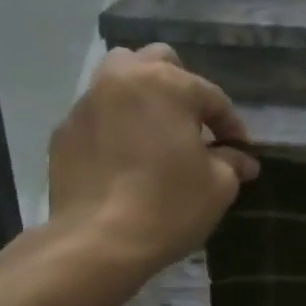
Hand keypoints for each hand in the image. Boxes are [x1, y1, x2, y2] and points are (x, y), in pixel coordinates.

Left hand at [47, 44, 258, 272]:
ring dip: (142, 98)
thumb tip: (242, 160)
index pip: (212, 97)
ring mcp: (87, 104)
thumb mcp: (218, 187)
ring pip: (119, 81)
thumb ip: (232, 163)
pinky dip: (114, 126)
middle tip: (192, 124)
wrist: (96, 243)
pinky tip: (123, 159)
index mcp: (167, 84)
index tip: (241, 151)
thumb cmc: (168, 207)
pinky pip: (97, 116)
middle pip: (158, 62)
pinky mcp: (63, 132)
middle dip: (180, 87)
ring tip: (155, 132)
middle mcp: (123, 80)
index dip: (231, 125)